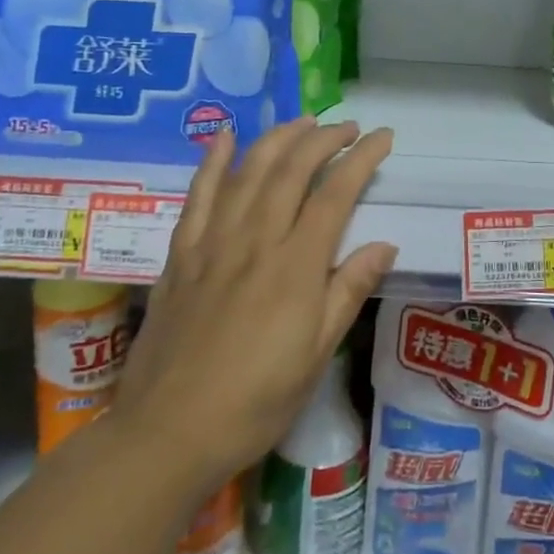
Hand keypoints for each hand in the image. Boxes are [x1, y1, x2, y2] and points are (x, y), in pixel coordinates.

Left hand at [115, 118, 395, 493]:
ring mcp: (212, 243)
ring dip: (278, 139)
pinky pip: (198, 196)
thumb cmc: (255, 401)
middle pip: (292, 170)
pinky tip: (224, 137)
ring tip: (302, 122)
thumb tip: (385, 245)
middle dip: (323, 139)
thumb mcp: (317, 354)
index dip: (361, 159)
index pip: (335, 194)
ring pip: (248, 172)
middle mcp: (255, 241)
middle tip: (346, 127)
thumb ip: (349, 291)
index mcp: (295, 267)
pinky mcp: (181, 255)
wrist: (168, 432)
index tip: (382, 137)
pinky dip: (212, 161)